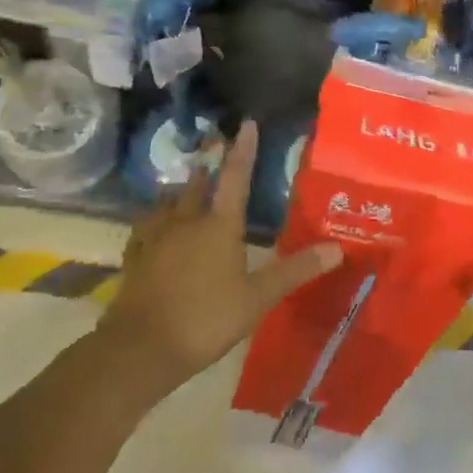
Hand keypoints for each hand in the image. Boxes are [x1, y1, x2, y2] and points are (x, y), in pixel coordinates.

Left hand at [106, 121, 342, 396]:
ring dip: (181, 190)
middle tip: (214, 149)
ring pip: (169, 203)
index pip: (235, 178)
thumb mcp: (258, 298)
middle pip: (198, 185)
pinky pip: (145, 227)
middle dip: (209, 166)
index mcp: (219, 226)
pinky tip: (153, 223)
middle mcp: (186, 222)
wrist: (141, 347)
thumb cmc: (207, 318)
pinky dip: (154, 218)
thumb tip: (337, 248)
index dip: (243, 150)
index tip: (246, 124)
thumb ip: (295, 270)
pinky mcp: (136, 257)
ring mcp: (156, 238)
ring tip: (186, 184)